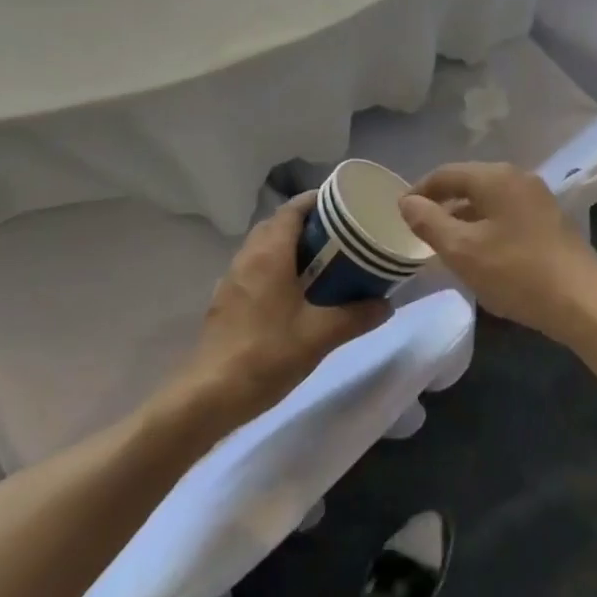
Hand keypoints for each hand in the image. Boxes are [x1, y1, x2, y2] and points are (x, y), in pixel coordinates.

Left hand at [175, 193, 389, 425]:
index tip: (344, 204)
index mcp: (269, 253)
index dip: (317, 200)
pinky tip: (293, 294)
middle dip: (307, 223)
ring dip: (290, 246)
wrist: (210, 395)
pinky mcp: (225, 301)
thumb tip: (387, 304)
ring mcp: (232, 279)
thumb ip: (356, 316)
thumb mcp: (320, 336)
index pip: (292, 208)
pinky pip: (254, 269)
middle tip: (340, 235)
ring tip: (322, 262)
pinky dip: (275, 267)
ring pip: (264, 246)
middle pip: (278, 224)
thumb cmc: (267, 355)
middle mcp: (248, 256)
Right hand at [398, 163, 596, 342]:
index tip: (400, 213)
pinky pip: (506, 215)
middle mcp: (518, 178)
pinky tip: (480, 254)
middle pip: (469, 184)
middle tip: (420, 230)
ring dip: (464, 219)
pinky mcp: (550, 221)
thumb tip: (407, 202)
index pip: (446, 173)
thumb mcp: (462, 250)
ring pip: (489, 201)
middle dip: (442, 205)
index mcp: (495, 177)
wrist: (584, 302)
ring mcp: (538, 199)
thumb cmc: (516, 272)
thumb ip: (429, 222)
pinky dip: (486, 228)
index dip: (419, 191)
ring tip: (445, 246)